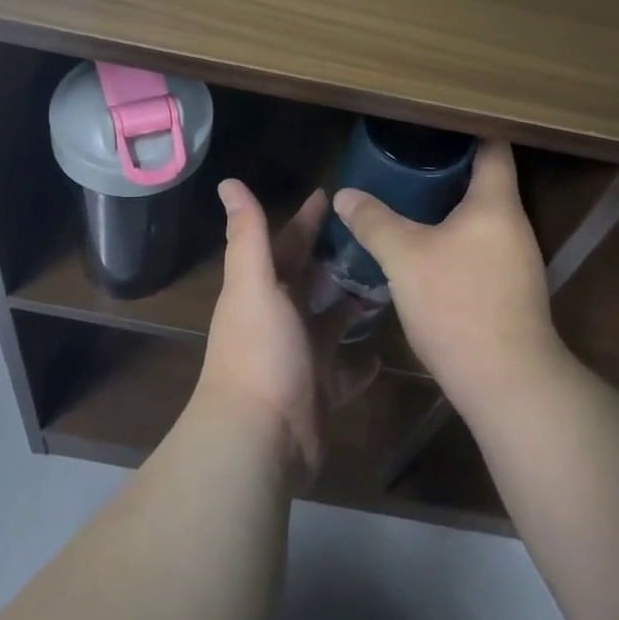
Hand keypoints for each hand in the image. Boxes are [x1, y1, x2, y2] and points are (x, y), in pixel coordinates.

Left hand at [197, 181, 366, 483]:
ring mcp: (300, 357)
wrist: (260, 437)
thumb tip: (228, 182)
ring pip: (330, 323)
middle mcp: (279, 319)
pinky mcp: (320, 392)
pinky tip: (383, 352)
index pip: (287, 244)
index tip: (333, 195)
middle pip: (311, 281)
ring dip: (351, 305)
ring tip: (390, 285)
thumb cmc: (260, 351)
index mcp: (262, 290)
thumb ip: (248, 234)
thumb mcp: (254, 284)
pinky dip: (360, 363)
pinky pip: (344, 372)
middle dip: (336, 258)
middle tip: (376, 236)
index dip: (306, 219)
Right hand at [333, 139, 564, 414]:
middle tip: (409, 153)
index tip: (437, 117)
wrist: (506, 381)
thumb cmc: (458, 305)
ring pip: (483, 215)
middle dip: (450, 165)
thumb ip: (374, 222)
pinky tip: (427, 244)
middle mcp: (514, 224)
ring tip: (411, 193)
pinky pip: (482, 243)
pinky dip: (457, 234)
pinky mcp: (512, 288)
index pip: (493, 146)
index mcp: (496, 204)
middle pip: (487, 179)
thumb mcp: (405, 258)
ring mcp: (517, 258)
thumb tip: (344, 195)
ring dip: (452, 202)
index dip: (469, 126)